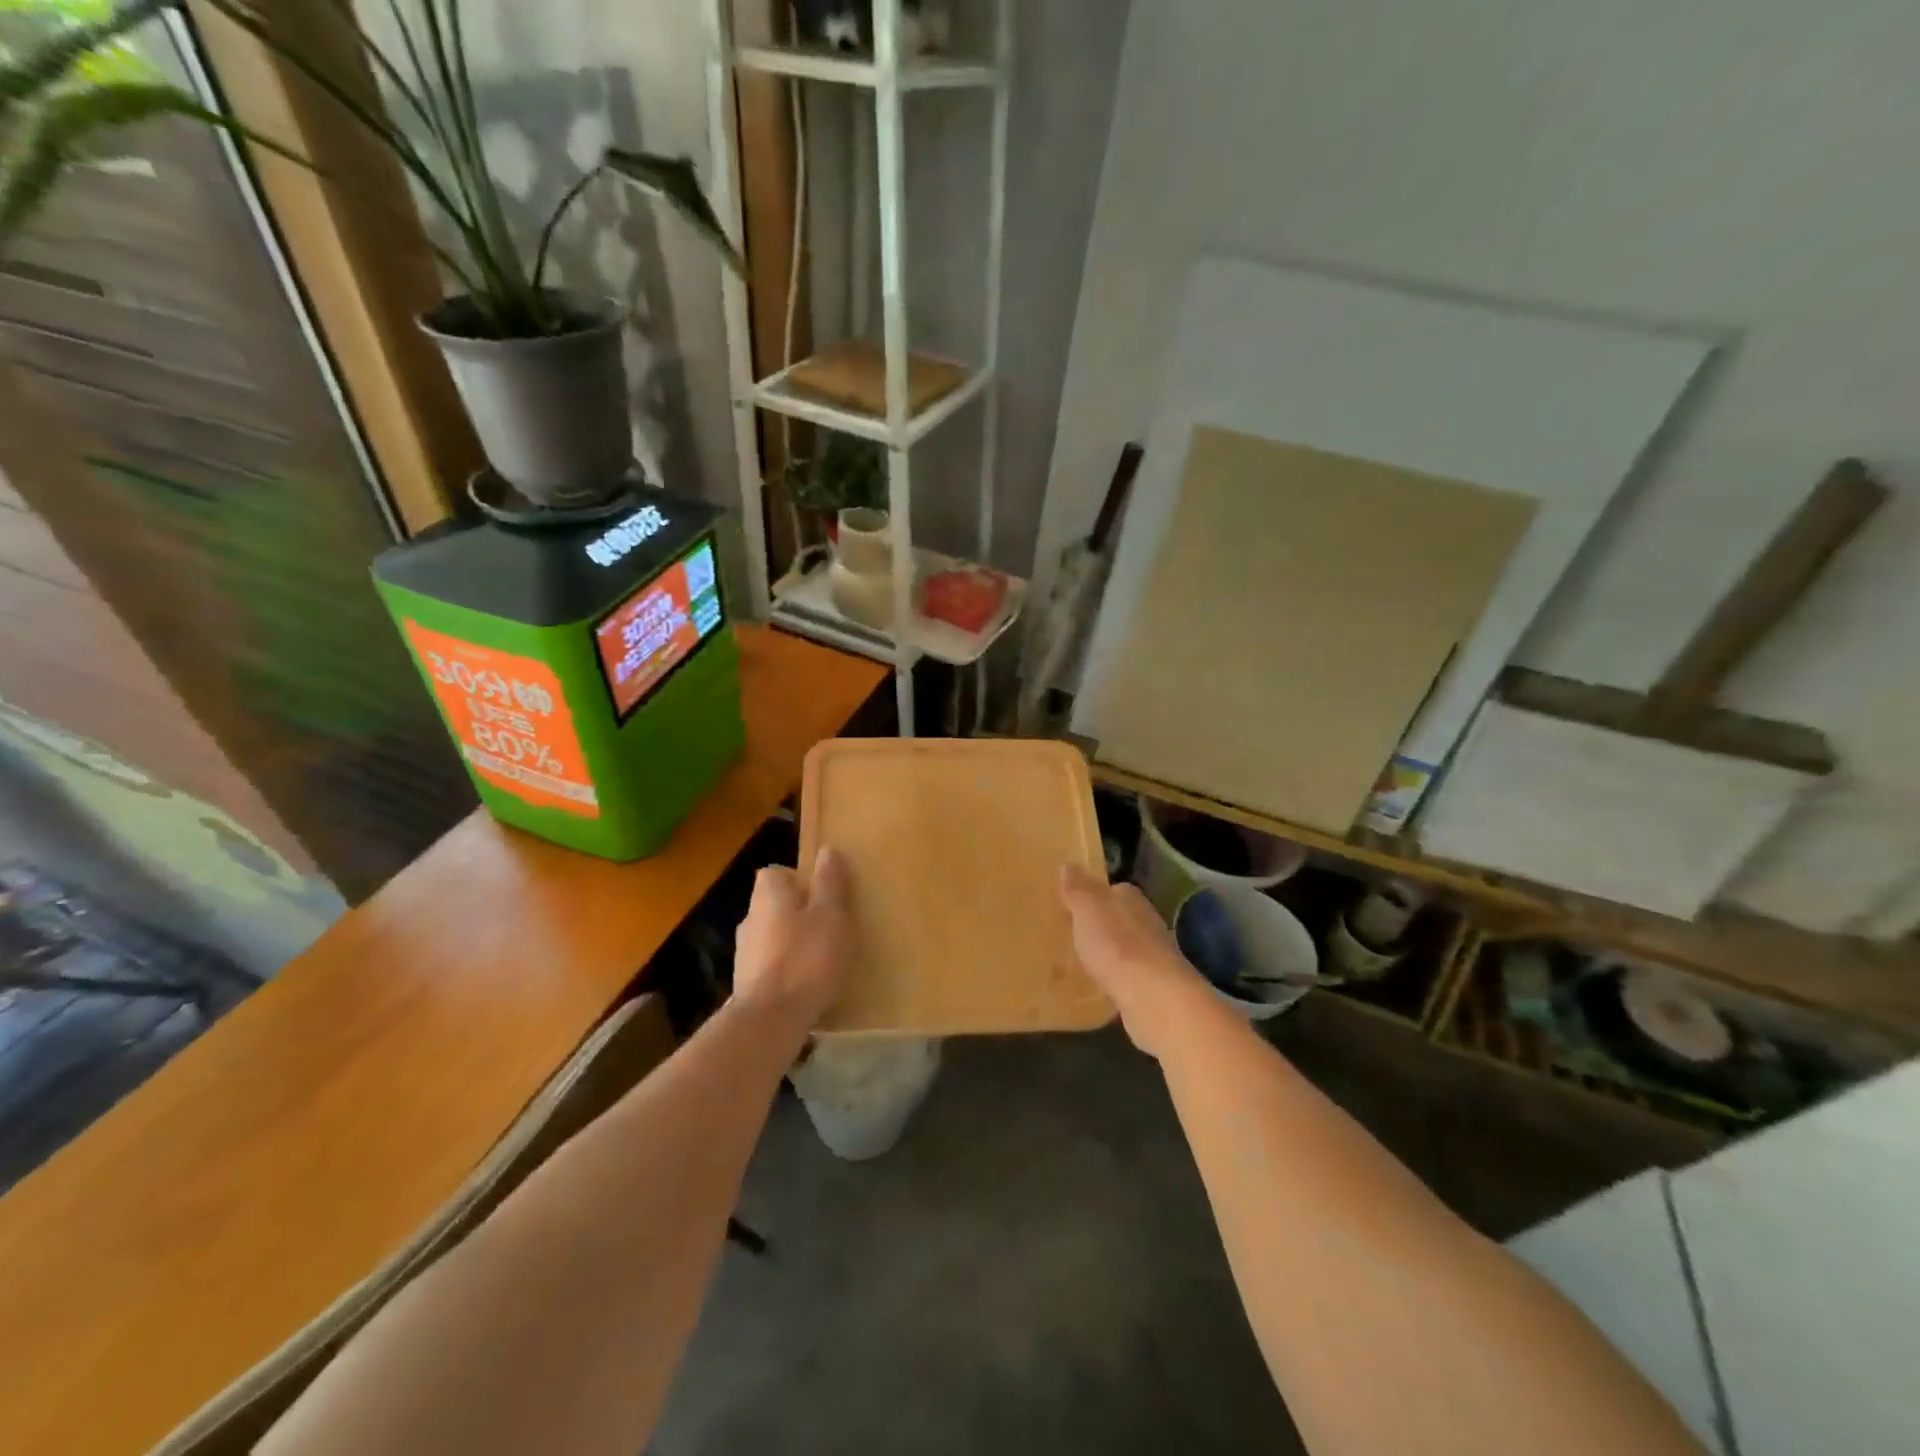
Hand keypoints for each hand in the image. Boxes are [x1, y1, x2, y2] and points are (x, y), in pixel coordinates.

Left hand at [734, 847, 853, 1030]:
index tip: (824, 897)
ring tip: (821, 959)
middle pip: (775, 904)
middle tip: (829, 928)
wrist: (770, 1020)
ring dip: (792, 942)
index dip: (801, 880)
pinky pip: (770, 965)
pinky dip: (786, 969)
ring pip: (772, 935)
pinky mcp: (745, 983)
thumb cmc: (806, 958)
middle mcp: (750, 917)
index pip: (778, 872)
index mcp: (769, 894)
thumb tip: (827, 850)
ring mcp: (744, 952)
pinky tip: (806, 985)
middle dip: (799, 913)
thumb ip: (830, 883)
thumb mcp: (831, 915)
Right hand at [1059, 864, 1214, 1058]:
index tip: (1072, 906)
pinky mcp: (1154, 985)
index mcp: (1131, 898)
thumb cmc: (1116, 945)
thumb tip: (1069, 864)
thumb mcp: (1087, 910)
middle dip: (1101, 925)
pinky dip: (1117, 977)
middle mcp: (1146, 921)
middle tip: (1073, 934)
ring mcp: (1154, 954)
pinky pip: (1129, 974)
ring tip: (1083, 960)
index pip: (1112, 889)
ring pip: (1126, 946)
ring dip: (1110, 952)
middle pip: (1120, 917)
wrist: (1154, 997)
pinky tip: (1102, 985)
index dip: (1092, 896)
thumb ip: (1078, 889)